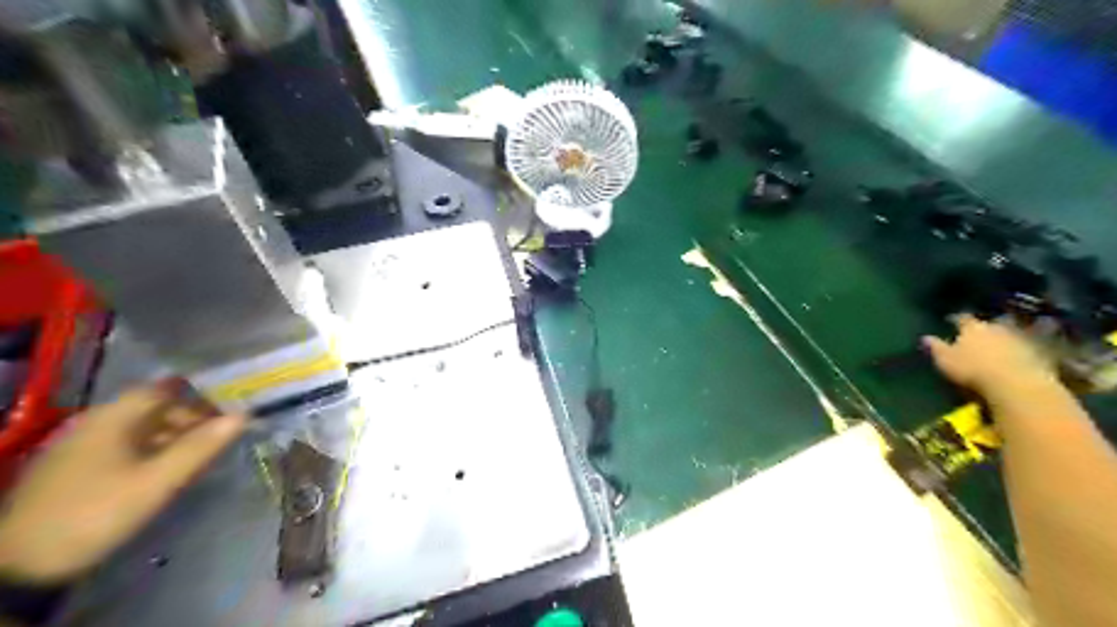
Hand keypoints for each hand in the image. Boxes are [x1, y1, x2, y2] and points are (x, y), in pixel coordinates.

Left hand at [0, 383, 243, 581]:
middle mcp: (94, 424)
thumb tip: (243, 416)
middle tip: (220, 435)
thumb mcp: (158, 481)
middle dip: (189, 418)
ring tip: (201, 453)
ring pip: (138, 430)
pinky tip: (165, 469)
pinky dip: (151, 451)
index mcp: (111, 418)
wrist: (20, 565)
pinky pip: (123, 448)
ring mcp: (80, 448)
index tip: (229, 407)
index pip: (162, 390)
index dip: (198, 395)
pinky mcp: (74, 471)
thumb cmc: (98, 511)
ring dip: (172, 436)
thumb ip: (201, 447)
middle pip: (151, 409)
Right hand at [921, 316, 1057, 397]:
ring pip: (1014, 332)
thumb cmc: (973, 370)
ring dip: (1010, 335)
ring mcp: (1021, 338)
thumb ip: (936, 347)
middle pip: (991, 322)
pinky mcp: (1041, 352)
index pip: (962, 318)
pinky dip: (1028, 347)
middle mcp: (997, 327)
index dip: (956, 319)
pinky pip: (1032, 346)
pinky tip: (1025, 354)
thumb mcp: (945, 360)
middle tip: (982, 331)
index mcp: (972, 328)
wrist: (1016, 384)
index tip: (951, 320)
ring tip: (1005, 341)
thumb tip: (924, 337)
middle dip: (987, 326)